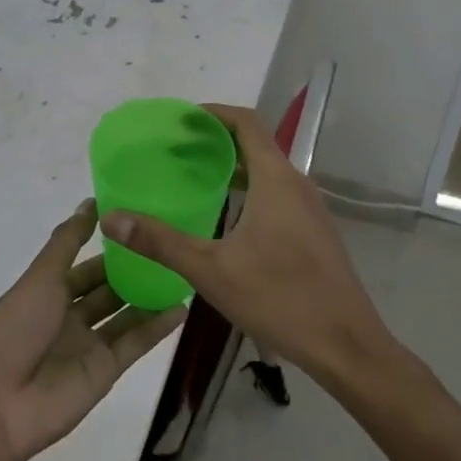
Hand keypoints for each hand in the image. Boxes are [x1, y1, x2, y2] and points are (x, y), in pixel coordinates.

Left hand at [0, 199, 186, 460]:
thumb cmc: (14, 328)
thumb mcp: (40, 277)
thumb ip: (68, 241)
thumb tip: (90, 203)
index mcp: (47, 292)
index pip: (84, 264)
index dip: (108, 246)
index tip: (140, 223)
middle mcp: (69, 316)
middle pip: (107, 289)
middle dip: (133, 270)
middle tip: (169, 245)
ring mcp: (88, 345)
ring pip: (125, 314)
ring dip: (150, 296)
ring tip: (183, 271)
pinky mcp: (106, 371)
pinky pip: (135, 344)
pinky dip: (158, 327)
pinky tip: (182, 308)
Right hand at [101, 104, 389, 385]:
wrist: (348, 347)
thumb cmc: (280, 299)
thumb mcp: (211, 270)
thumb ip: (160, 242)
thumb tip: (113, 217)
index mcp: (276, 180)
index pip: (246, 122)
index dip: (213, 113)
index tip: (181, 119)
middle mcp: (296, 184)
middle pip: (256, 143)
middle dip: (216, 140)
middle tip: (176, 150)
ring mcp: (310, 209)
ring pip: (268, 171)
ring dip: (233, 166)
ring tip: (195, 178)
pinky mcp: (314, 232)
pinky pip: (277, 193)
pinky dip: (249, 189)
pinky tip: (227, 218)